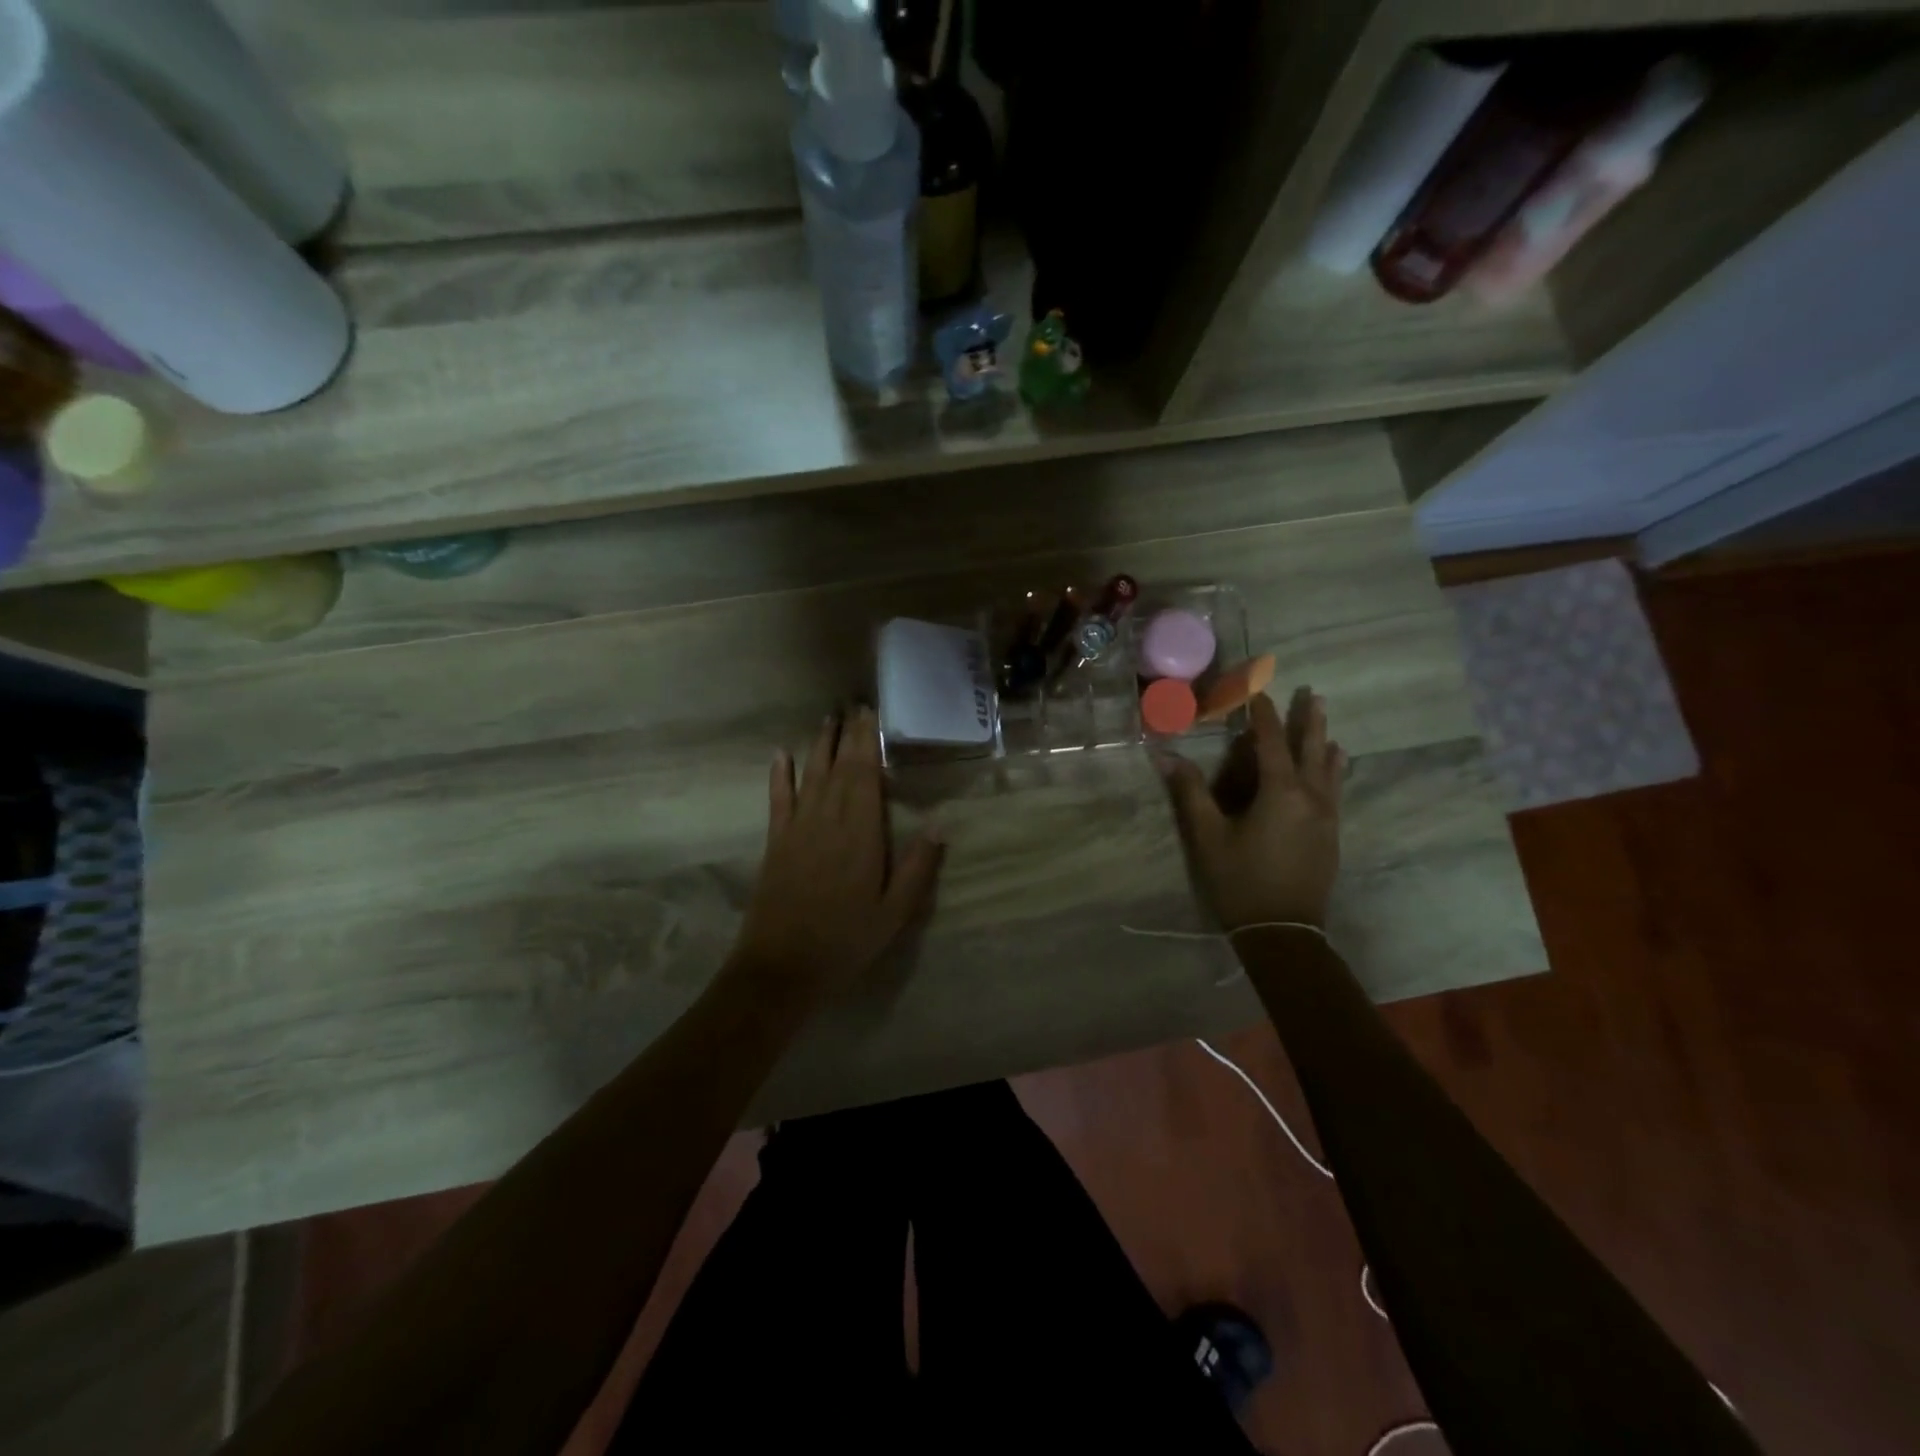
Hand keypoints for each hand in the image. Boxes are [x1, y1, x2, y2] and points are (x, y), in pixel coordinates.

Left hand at [730, 707, 944, 1002]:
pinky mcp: (776, 842)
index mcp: (861, 833)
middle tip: (853, 704)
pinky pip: (779, 799)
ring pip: (811, 775)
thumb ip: (918, 866)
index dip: (868, 741)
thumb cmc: (846, 940)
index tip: (871, 713)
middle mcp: (828, 820)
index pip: (865, 775)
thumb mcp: (895, 912)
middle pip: (839, 767)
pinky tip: (782, 754)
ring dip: (819, 744)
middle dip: (847, 734)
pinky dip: (780, 775)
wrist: (781, 967)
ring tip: (827, 717)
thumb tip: (942, 823)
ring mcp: (798, 828)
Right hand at [1158, 688, 1345, 930]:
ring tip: (1325, 722)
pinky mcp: (1331, 835)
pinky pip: (1335, 789)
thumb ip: (1190, 792)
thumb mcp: (1208, 836)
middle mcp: (1311, 797)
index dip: (1263, 715)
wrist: (1284, 932)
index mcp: (1280, 792)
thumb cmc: (1240, 881)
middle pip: (1311, 749)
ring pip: (1329, 769)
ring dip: (1324, 742)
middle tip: (1313, 693)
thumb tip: (1165, 755)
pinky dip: (1333, 769)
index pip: (1271, 742)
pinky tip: (1335, 766)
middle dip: (1308, 720)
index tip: (1258, 691)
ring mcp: (1326, 817)